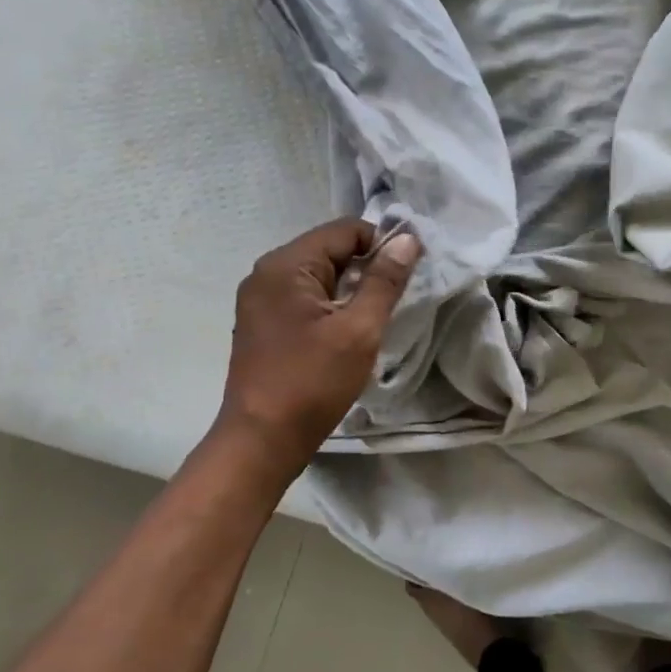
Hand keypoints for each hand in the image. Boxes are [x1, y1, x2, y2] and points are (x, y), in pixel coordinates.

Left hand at [217, 219, 421, 459]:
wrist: (262, 440)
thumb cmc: (312, 382)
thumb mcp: (359, 330)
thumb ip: (384, 281)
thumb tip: (407, 239)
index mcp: (285, 266)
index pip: (344, 230)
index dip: (382, 244)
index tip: (410, 272)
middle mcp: (267, 273)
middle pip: (330, 249)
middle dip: (367, 266)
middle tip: (397, 297)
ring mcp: (261, 299)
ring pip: (319, 274)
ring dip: (352, 287)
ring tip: (377, 315)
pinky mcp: (264, 323)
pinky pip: (306, 296)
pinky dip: (332, 304)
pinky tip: (349, 330)